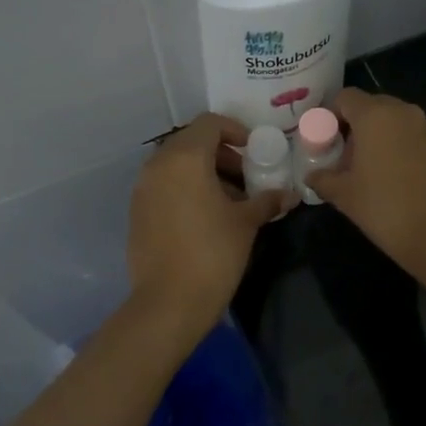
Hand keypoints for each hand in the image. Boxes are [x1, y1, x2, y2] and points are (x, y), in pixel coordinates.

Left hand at [127, 113, 285, 333]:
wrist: (169, 302)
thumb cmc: (213, 253)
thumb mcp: (246, 223)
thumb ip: (267, 200)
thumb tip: (288, 194)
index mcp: (185, 158)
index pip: (209, 124)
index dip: (235, 131)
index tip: (254, 151)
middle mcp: (158, 165)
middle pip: (191, 142)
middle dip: (221, 154)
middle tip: (245, 177)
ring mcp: (143, 188)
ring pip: (176, 164)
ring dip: (203, 172)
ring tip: (229, 200)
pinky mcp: (137, 211)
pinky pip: (164, 185)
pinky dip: (185, 188)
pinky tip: (205, 216)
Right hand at [305, 89, 425, 286]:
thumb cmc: (386, 209)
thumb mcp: (344, 196)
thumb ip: (323, 179)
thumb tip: (313, 174)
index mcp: (376, 116)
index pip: (345, 97)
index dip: (330, 115)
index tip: (325, 141)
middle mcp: (406, 113)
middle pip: (373, 107)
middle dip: (356, 128)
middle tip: (346, 158)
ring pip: (398, 124)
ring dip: (382, 139)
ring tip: (373, 172)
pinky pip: (418, 140)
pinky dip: (405, 151)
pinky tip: (401, 182)